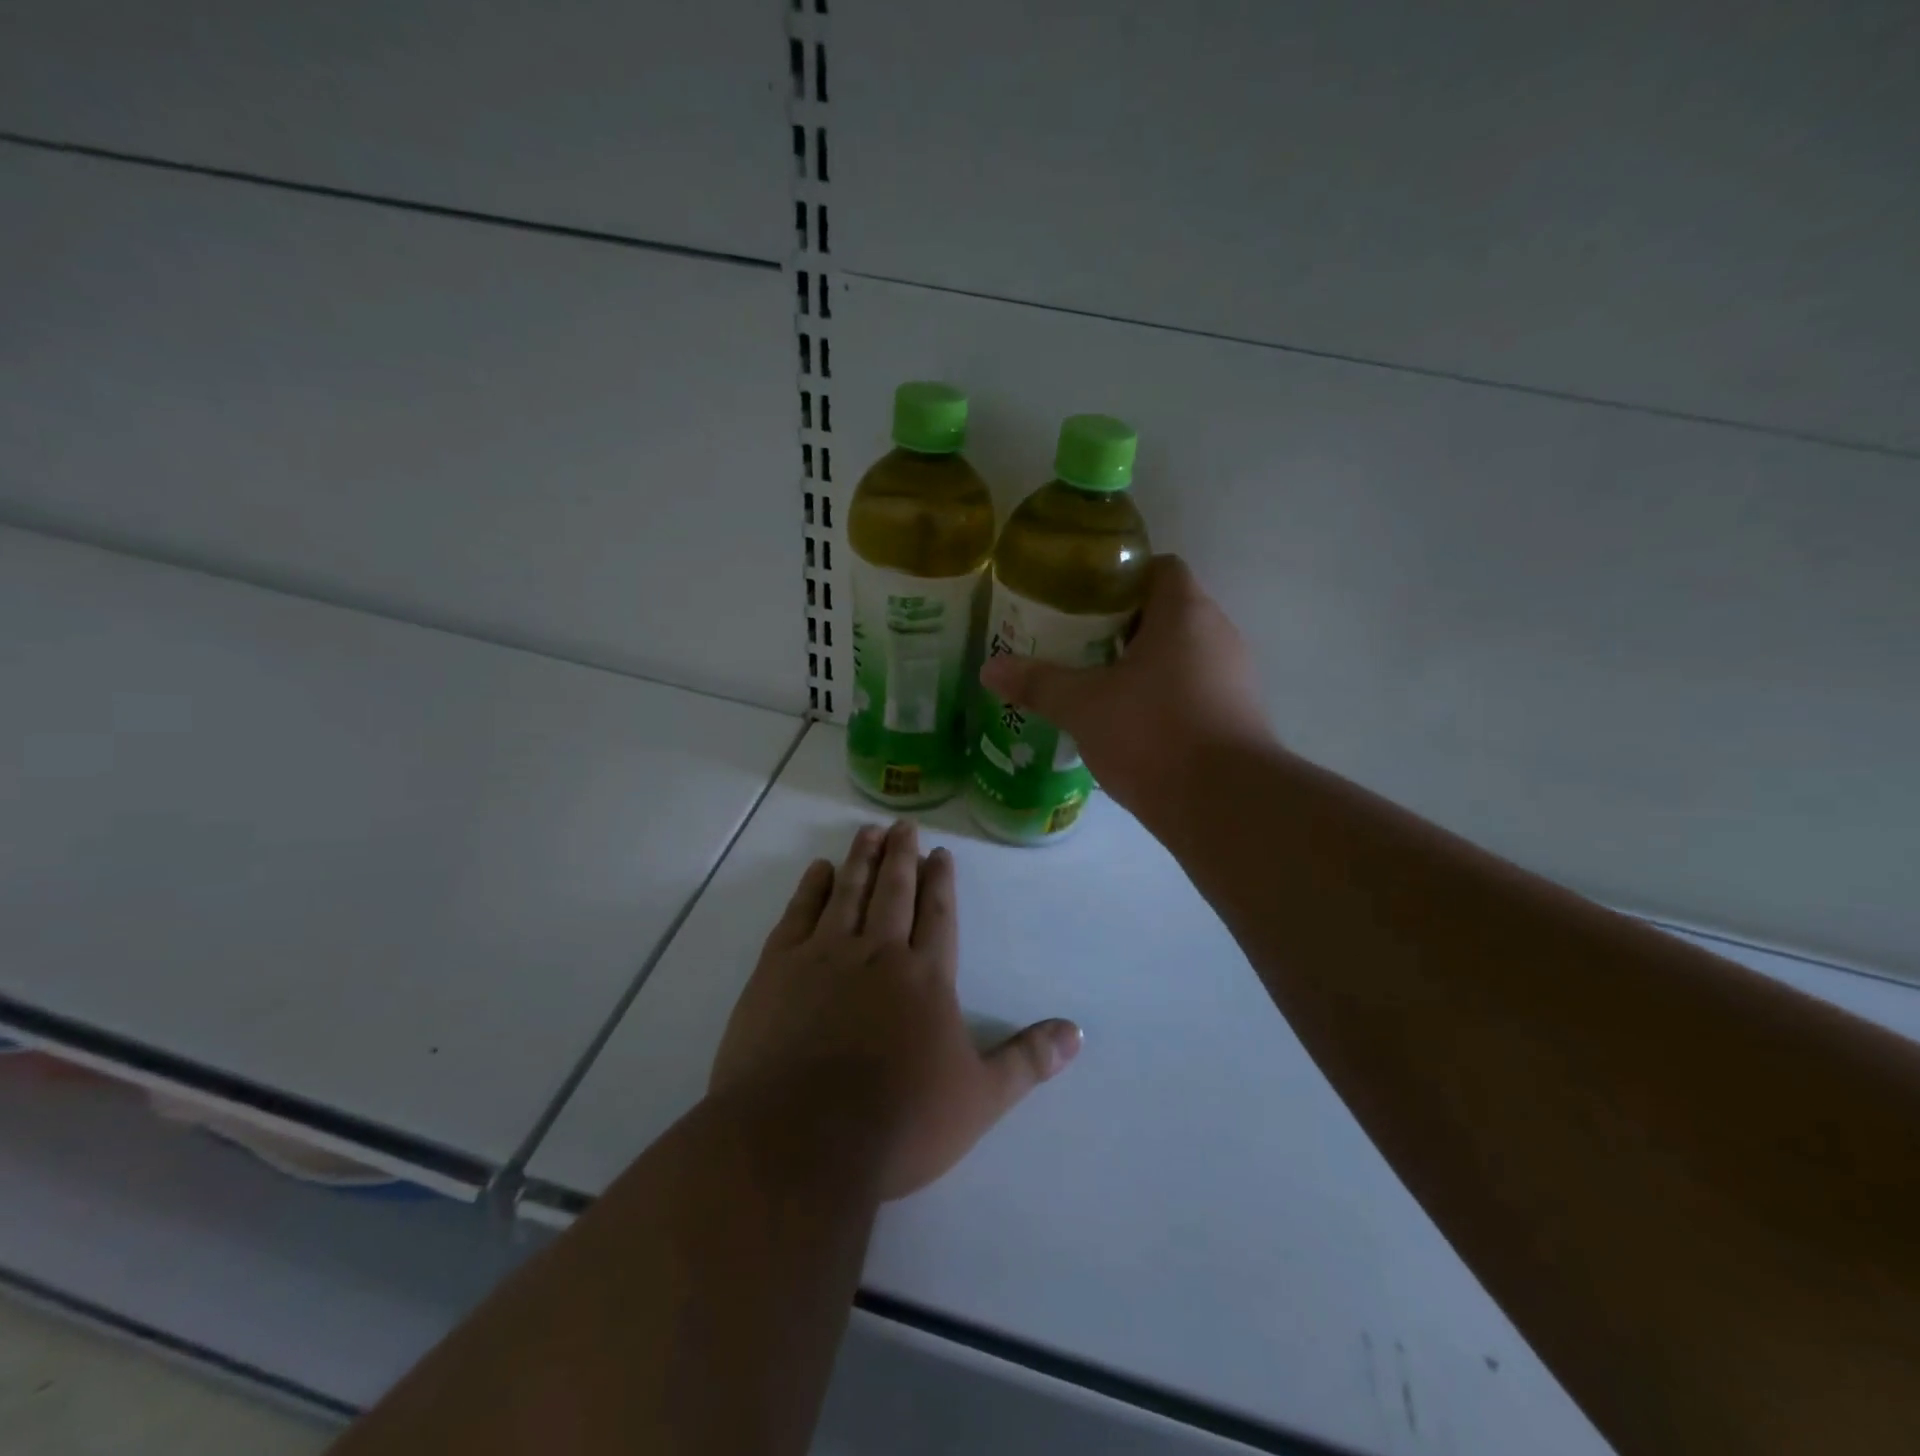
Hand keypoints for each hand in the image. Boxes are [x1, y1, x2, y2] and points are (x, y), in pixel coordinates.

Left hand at [710, 820, 1081, 1200]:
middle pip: (894, 891)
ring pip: (849, 892)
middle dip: (902, 855)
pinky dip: (811, 887)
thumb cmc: (899, 1123)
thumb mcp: (980, 1098)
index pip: (938, 914)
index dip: (941, 881)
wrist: (803, 1142)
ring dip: (862, 859)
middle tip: (903, 825)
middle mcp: (878, 952)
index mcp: (926, 976)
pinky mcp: (778, 969)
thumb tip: (1077, 1032)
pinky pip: (799, 914)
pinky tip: (818, 869)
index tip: (940, 852)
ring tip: (869, 831)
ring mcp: (824, 955)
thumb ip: (1027, 1059)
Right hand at [980, 555, 1273, 822]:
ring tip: (1098, 686)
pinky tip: (1131, 725)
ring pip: (1182, 655)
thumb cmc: (1153, 733)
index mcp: (1184, 612)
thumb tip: (988, 668)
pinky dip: (1164, 698)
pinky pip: (1195, 690)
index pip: (1159, 568)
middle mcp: (1218, 634)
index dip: (1121, 579)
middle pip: (1168, 612)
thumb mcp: (1083, 706)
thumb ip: (1038, 683)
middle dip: (1123, 626)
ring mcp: (1235, 677)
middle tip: (1077, 646)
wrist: (1225, 804)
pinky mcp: (1238, 716)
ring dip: (1144, 665)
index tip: (1083, 602)